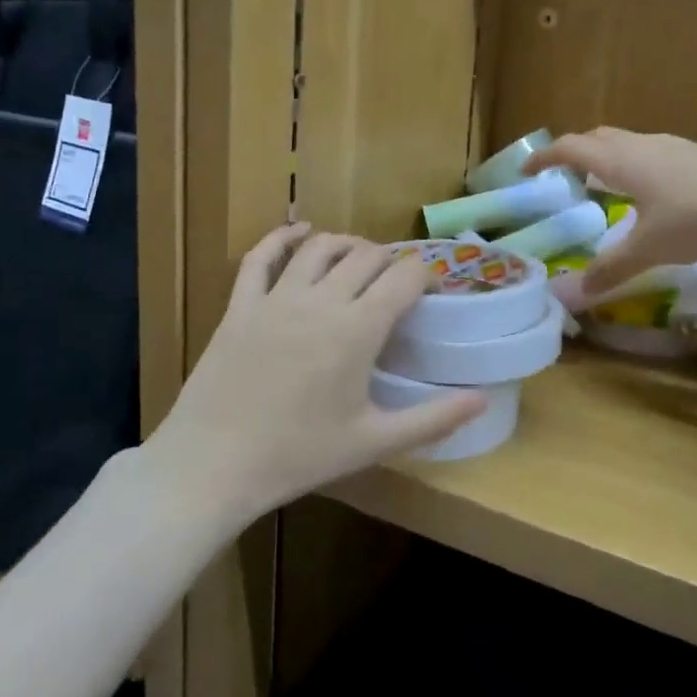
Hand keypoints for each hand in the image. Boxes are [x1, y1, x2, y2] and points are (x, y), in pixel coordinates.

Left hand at [149, 225, 486, 518]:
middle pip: (366, 256)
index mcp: (358, 329)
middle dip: (390, 261)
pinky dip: (282, 237)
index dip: (425, 276)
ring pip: (319, 247)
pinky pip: (261, 257)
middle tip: (397, 284)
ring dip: (346, 244)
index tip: (432, 292)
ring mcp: (276, 298)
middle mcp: (321, 300)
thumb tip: (483, 399)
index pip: (404, 277)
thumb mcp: (374, 442)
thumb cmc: (299, 455)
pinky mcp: (240, 305)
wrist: (214, 464)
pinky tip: (299, 233)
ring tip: (359, 258)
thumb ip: (434, 419)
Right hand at [524, 128, 696, 295]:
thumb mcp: (649, 248)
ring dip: (607, 158)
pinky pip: (651, 154)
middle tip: (563, 177)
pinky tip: (649, 195)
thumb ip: (611, 267)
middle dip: (575, 153)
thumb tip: (578, 292)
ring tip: (603, 186)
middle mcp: (643, 146)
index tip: (526, 170)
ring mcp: (673, 148)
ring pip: (627, 144)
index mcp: (620, 160)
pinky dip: (634, 167)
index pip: (571, 148)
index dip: (545, 157)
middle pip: (598, 138)